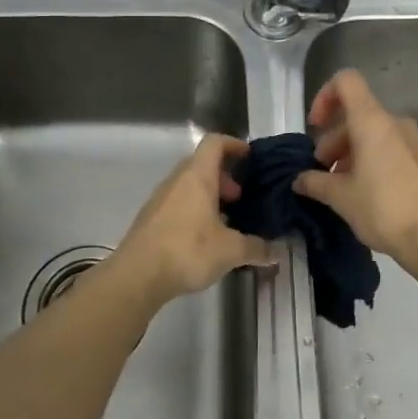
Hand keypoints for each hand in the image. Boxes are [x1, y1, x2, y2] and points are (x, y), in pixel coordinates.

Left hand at [112, 134, 276, 307]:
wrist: (137, 275)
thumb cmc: (187, 250)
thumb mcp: (230, 250)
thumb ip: (257, 247)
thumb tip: (279, 250)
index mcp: (197, 177)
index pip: (214, 143)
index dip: (233, 145)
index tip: (249, 158)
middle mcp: (177, 181)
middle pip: (202, 164)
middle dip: (224, 176)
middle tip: (241, 197)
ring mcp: (160, 199)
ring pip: (189, 185)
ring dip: (209, 195)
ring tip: (226, 221)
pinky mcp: (151, 219)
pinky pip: (178, 203)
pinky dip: (194, 210)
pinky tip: (205, 238)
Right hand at [294, 69, 417, 261]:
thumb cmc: (383, 209)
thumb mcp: (340, 198)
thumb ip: (315, 182)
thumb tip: (300, 180)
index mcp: (373, 122)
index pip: (346, 82)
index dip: (325, 97)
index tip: (315, 128)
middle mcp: (398, 123)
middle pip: (359, 116)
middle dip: (335, 140)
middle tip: (324, 172)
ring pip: (378, 135)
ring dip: (355, 153)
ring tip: (345, 187)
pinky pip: (396, 150)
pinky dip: (378, 162)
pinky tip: (372, 194)